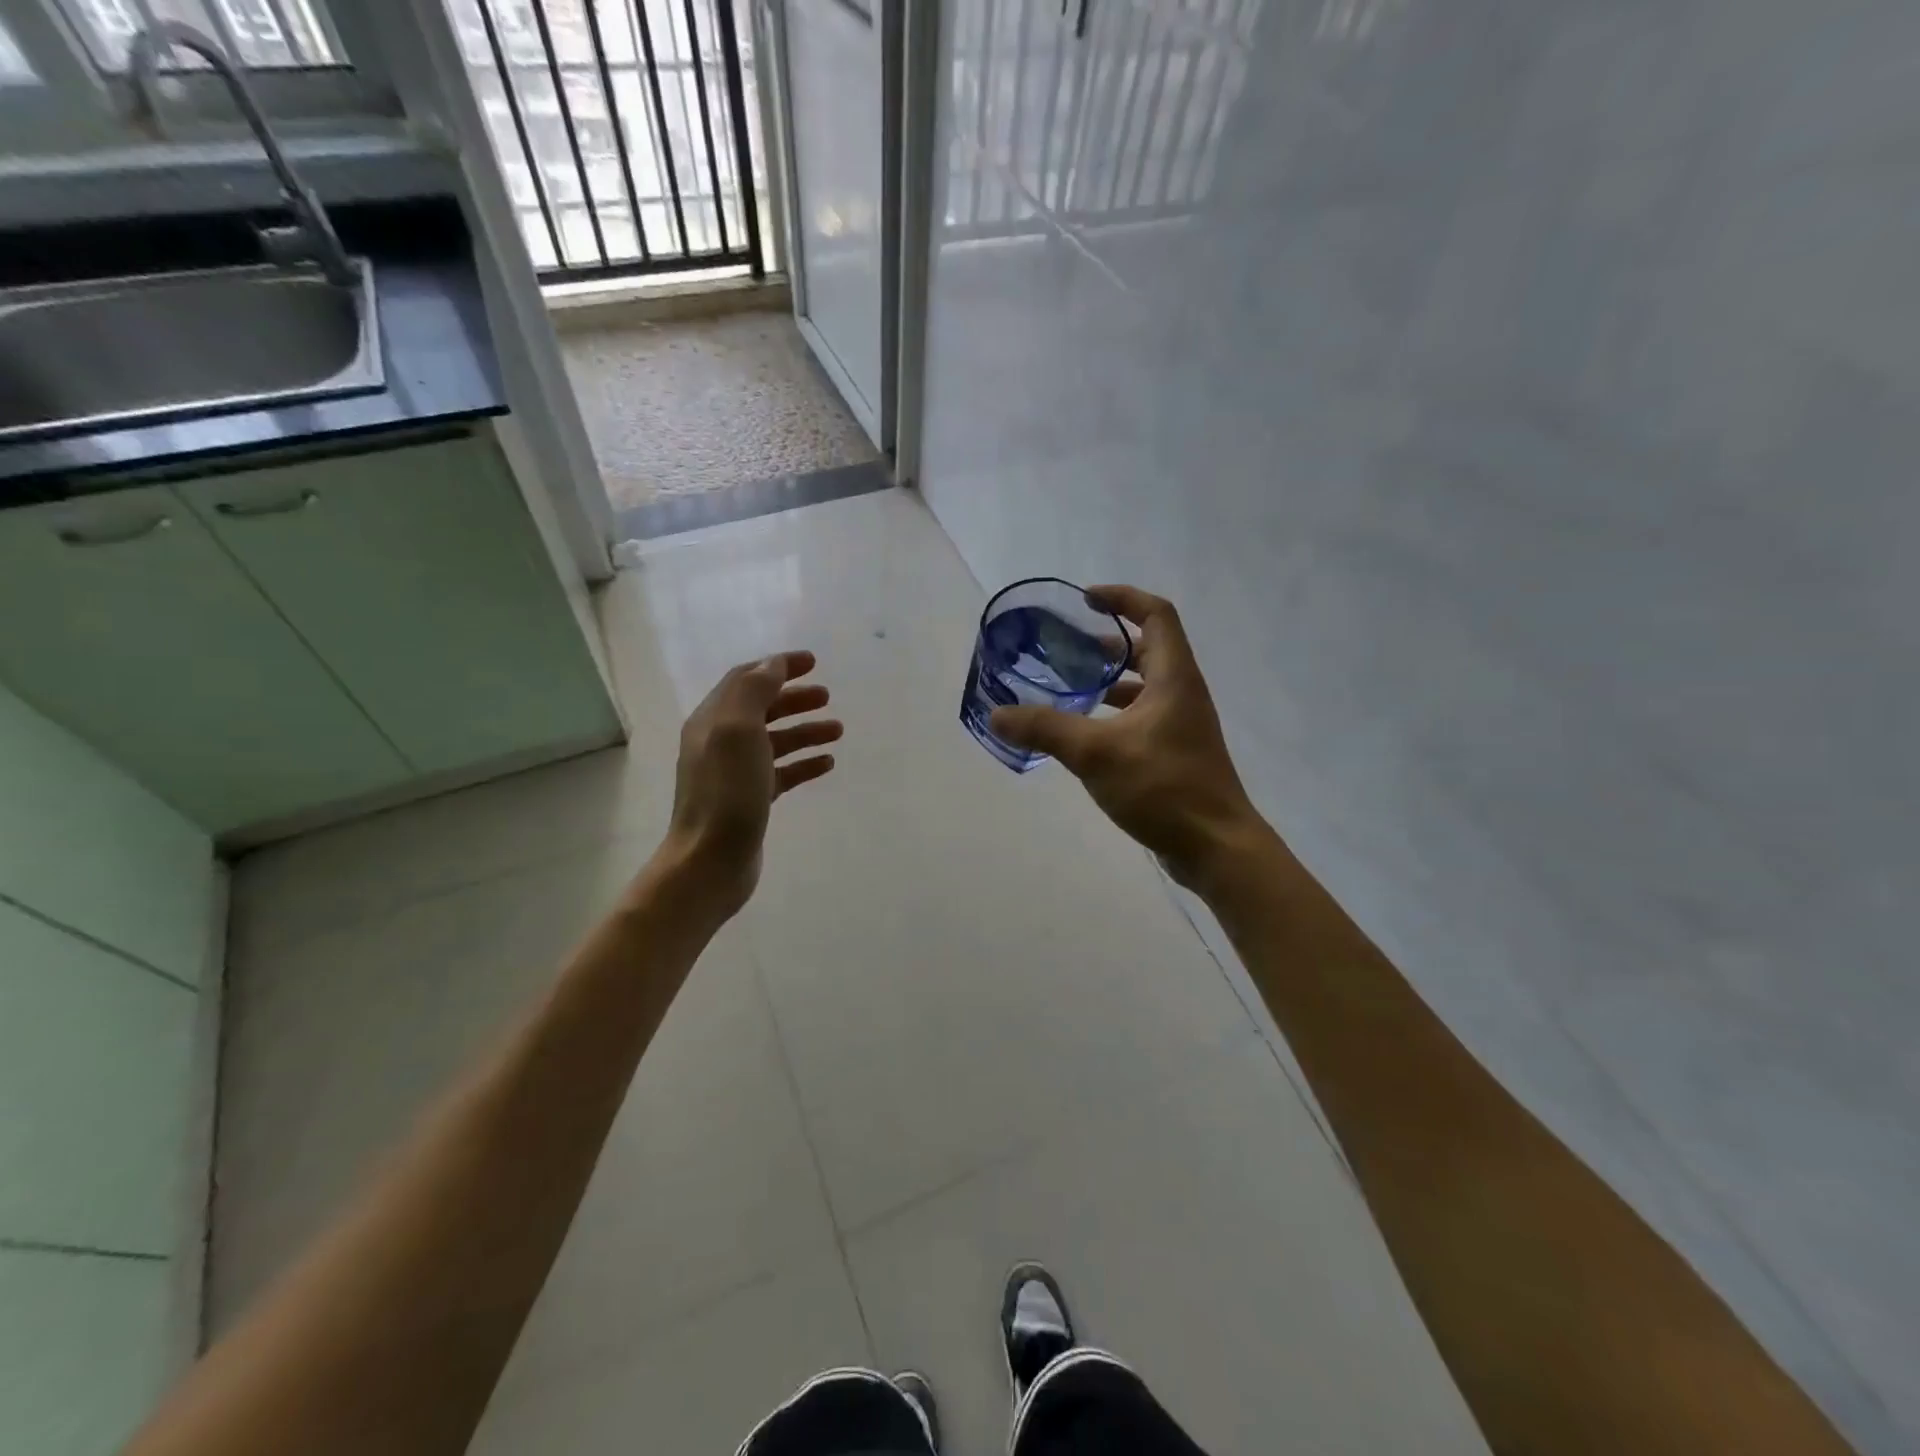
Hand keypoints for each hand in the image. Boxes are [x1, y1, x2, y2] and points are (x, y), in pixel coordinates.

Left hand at [656, 650, 840, 919]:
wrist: (710, 860)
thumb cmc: (726, 792)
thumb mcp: (738, 730)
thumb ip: (755, 691)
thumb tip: (773, 664)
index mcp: (713, 720)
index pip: (746, 679)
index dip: (778, 666)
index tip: (813, 662)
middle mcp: (719, 741)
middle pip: (762, 708)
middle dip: (795, 698)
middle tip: (828, 696)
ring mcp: (734, 772)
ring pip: (775, 741)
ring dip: (805, 731)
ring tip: (838, 731)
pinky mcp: (750, 799)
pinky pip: (781, 772)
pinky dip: (804, 763)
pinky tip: (827, 764)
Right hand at [990, 586, 1267, 893]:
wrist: (1215, 847)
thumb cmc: (1163, 787)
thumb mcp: (1096, 753)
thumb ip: (1045, 729)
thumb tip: (997, 714)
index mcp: (1173, 677)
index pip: (1156, 614)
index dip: (1123, 598)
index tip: (1086, 600)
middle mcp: (1182, 693)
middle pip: (1149, 649)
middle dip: (1109, 642)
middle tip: (1070, 648)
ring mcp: (1182, 726)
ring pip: (1145, 686)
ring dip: (1111, 680)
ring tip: (1072, 687)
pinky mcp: (1176, 754)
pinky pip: (1143, 717)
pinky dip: (1115, 714)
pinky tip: (1087, 734)